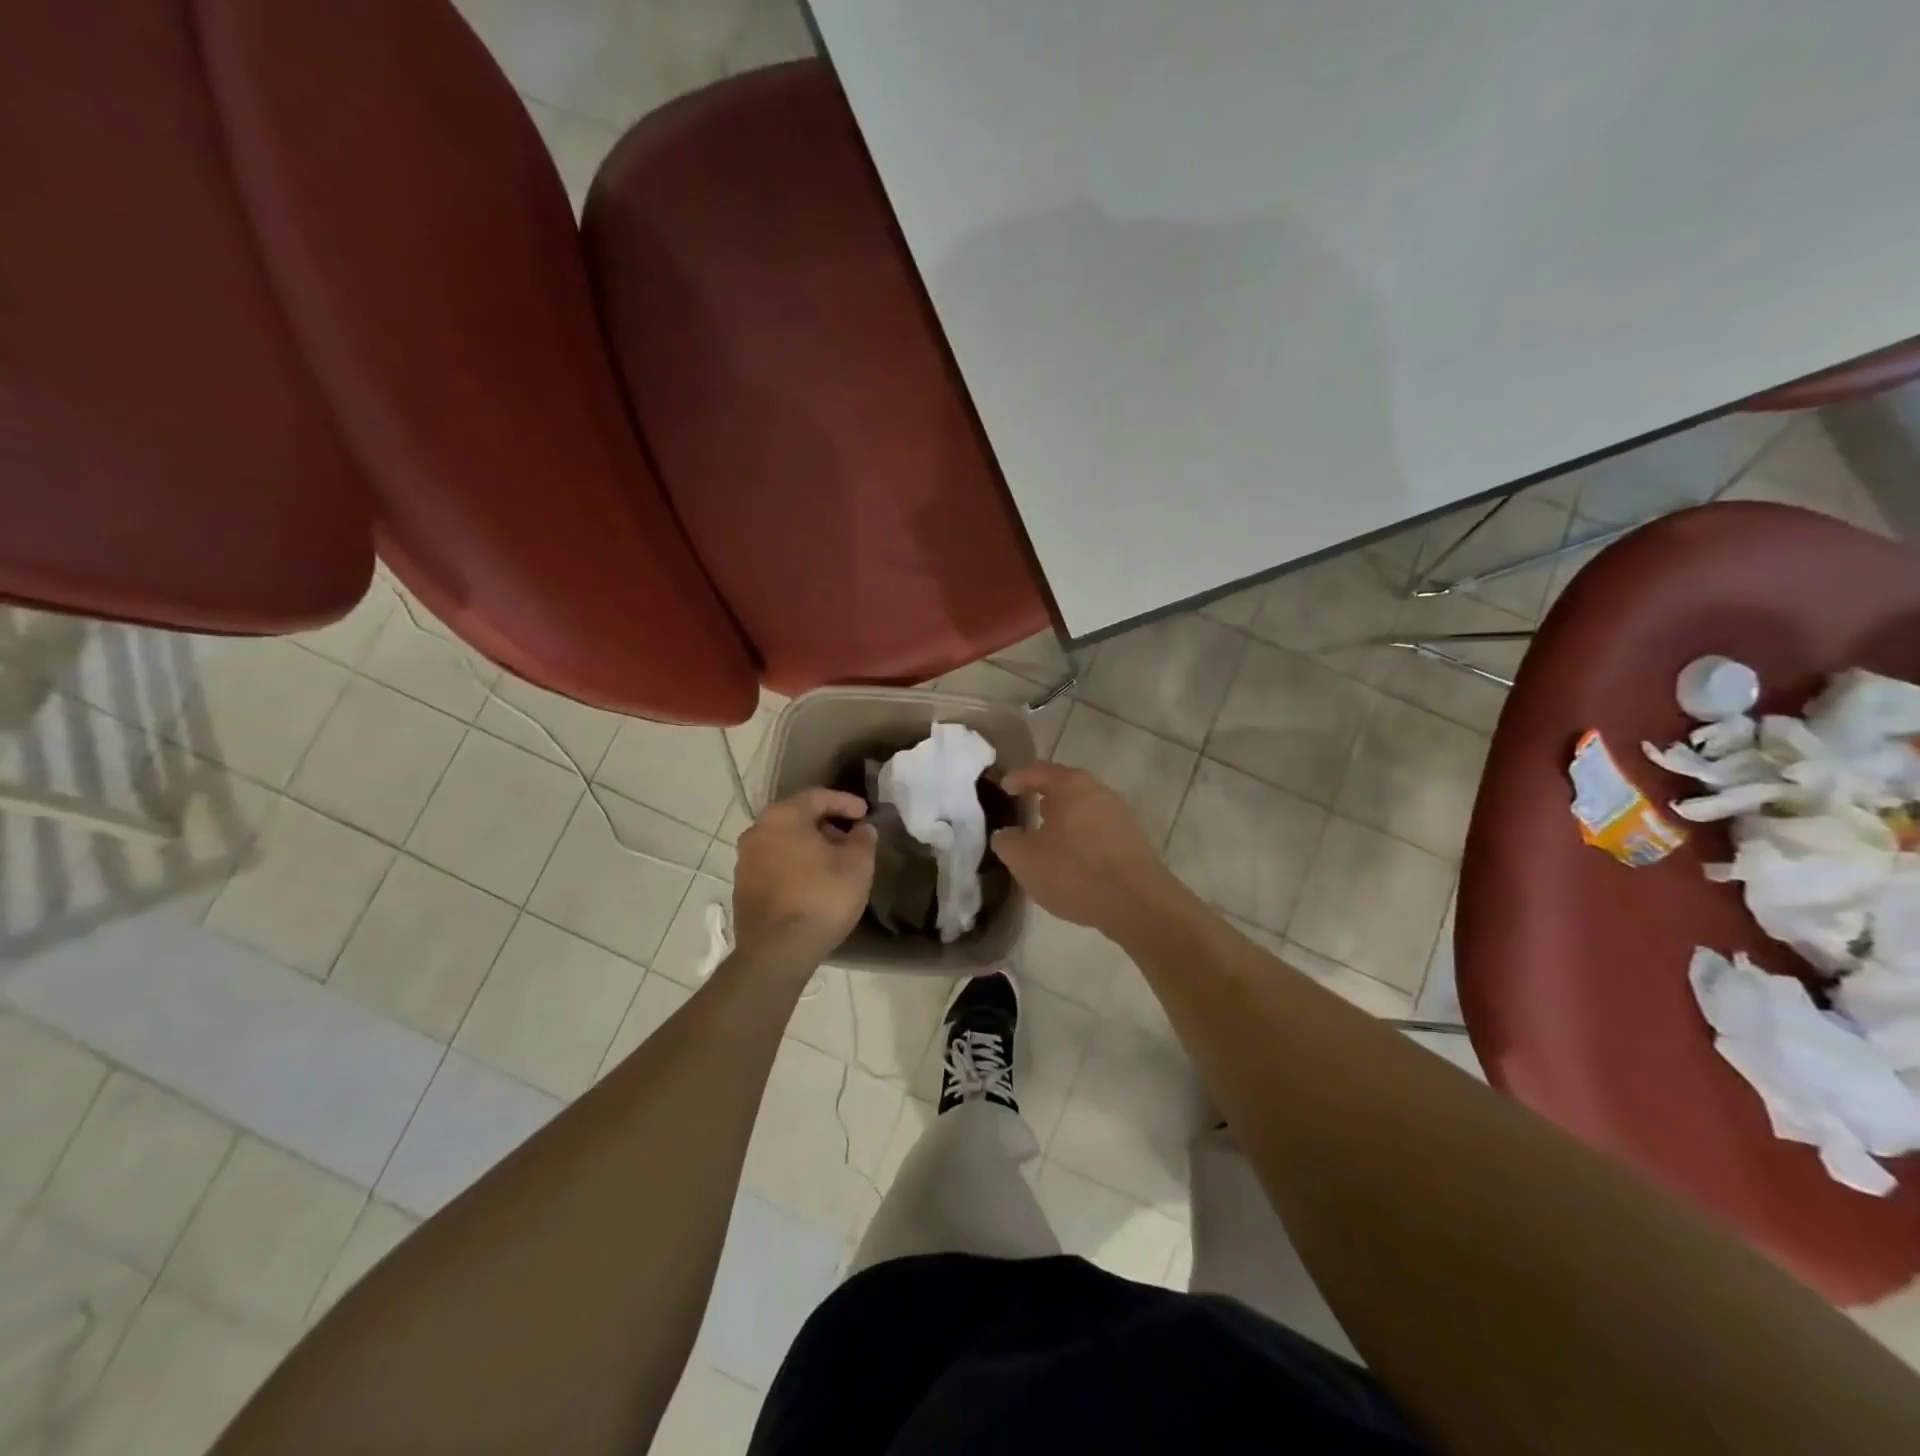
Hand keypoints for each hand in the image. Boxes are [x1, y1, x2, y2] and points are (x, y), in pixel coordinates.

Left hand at [733, 788, 876, 973]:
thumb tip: (862, 829)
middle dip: (827, 825)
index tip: (866, 814)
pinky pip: (775, 864)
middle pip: (798, 817)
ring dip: (810, 846)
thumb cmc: (821, 898)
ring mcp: (745, 860)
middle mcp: (757, 831)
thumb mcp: (857, 865)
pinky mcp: (743, 887)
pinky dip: (796, 865)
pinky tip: (814, 882)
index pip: (818, 796)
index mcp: (782, 816)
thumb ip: (863, 839)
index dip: (846, 802)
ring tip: (835, 862)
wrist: (777, 951)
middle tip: (852, 838)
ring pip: (785, 841)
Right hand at [991, 762, 1180, 934]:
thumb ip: (1007, 842)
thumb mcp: (1024, 859)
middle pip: (1065, 788)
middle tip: (1025, 810)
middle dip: (1044, 798)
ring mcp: (1121, 815)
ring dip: (1064, 820)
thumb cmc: (1074, 871)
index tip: (1003, 787)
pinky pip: (1098, 831)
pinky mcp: (1133, 841)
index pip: (1039, 771)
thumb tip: (1005, 835)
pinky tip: (1072, 860)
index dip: (1018, 777)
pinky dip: (1081, 838)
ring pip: (1083, 810)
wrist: (1137, 903)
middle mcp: (1099, 792)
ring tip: (1046, 838)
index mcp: (1071, 786)